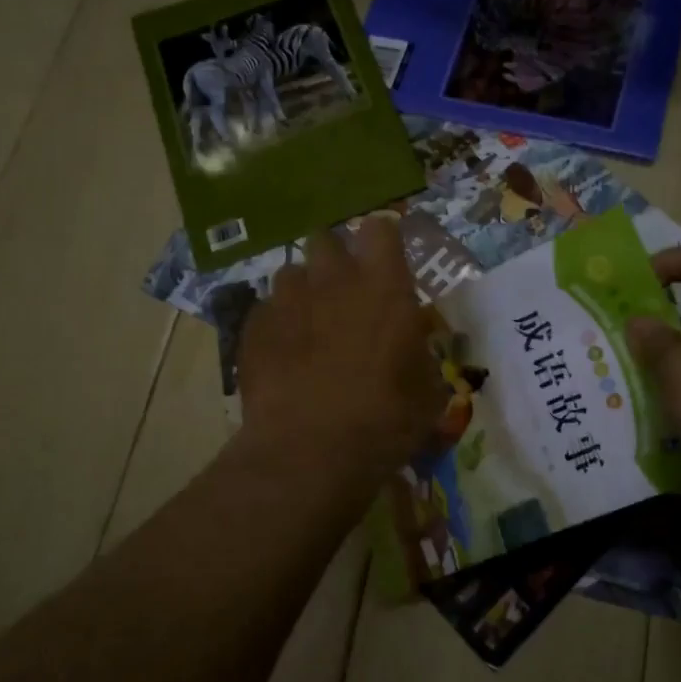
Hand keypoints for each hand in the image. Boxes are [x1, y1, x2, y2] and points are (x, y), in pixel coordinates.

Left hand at [236, 223, 445, 488]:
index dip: (382, 239)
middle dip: (334, 258)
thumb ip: (421, 355)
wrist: (308, 452)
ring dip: (303, 291)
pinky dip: (276, 324)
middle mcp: (333, 280)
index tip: (385, 260)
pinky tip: (282, 355)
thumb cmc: (384, 420)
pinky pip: (265, 310)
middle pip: (326, 239)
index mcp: (383, 287)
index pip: (380, 228)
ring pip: (291, 273)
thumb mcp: (427, 392)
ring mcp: (287, 301)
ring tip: (309, 325)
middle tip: (344, 291)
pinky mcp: (253, 327)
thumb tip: (413, 347)